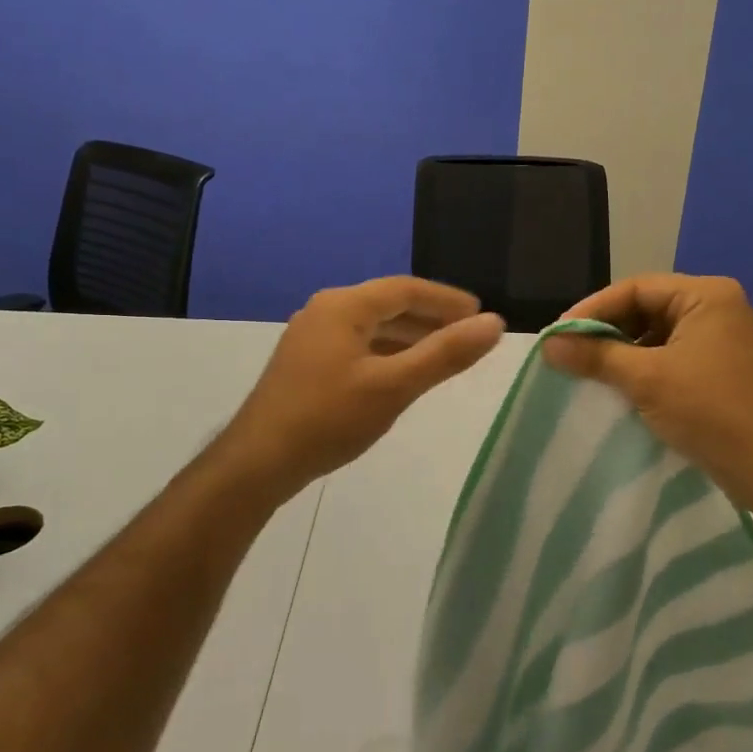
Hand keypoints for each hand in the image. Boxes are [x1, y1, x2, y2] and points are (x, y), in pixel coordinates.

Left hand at [217, 277, 504, 494]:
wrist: (258, 462)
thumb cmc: (329, 418)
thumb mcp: (395, 386)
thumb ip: (445, 354)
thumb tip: (494, 324)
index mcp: (344, 305)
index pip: (406, 289)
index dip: (447, 300)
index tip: (481, 314)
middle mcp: (325, 311)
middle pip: (388, 304)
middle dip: (431, 317)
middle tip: (469, 334)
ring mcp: (312, 337)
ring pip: (372, 326)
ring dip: (410, 336)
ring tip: (445, 353)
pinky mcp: (307, 363)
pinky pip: (358, 345)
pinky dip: (388, 352)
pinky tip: (404, 373)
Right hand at [541, 274, 752, 512]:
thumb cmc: (710, 411)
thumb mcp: (645, 379)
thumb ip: (595, 356)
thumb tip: (547, 344)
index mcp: (706, 296)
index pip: (636, 288)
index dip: (593, 309)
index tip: (558, 333)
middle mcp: (717, 308)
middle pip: (646, 308)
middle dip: (606, 330)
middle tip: (569, 351)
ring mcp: (721, 339)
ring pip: (657, 334)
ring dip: (622, 350)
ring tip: (586, 369)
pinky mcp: (719, 368)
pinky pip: (670, 356)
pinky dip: (642, 367)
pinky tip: (617, 385)